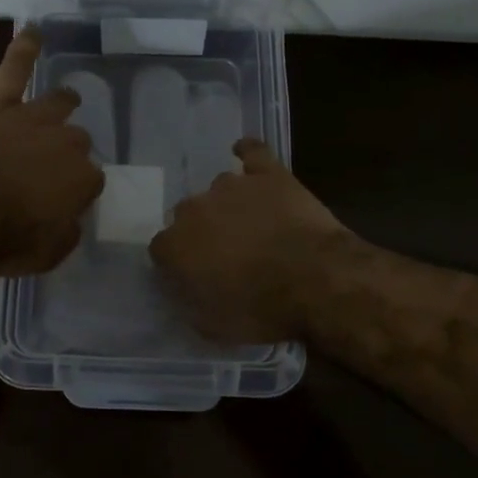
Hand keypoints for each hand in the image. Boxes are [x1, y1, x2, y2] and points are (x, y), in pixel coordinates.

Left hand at [0, 27, 104, 274]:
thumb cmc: (1, 240)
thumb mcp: (46, 254)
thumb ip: (67, 232)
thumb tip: (72, 218)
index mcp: (82, 179)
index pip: (90, 180)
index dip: (74, 190)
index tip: (58, 201)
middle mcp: (66, 142)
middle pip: (76, 140)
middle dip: (65, 152)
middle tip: (43, 168)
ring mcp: (32, 117)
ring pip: (57, 103)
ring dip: (61, 104)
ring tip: (64, 101)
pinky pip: (15, 67)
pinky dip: (24, 48)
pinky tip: (33, 31)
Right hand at [150, 140, 350, 342]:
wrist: (316, 279)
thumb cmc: (261, 309)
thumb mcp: (213, 325)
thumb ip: (190, 302)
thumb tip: (185, 290)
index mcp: (176, 245)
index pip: (161, 249)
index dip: (177, 263)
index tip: (194, 277)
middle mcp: (195, 208)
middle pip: (187, 215)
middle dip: (202, 232)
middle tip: (226, 254)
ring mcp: (232, 186)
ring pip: (219, 189)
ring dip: (228, 205)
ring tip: (252, 225)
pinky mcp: (268, 173)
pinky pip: (252, 152)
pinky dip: (247, 152)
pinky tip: (246, 154)